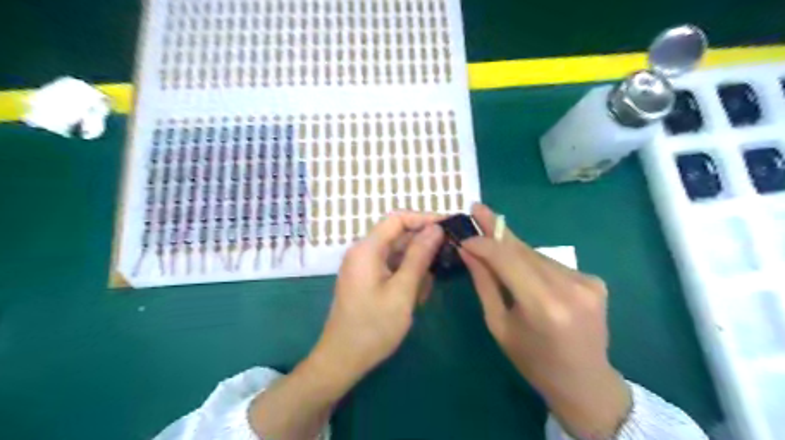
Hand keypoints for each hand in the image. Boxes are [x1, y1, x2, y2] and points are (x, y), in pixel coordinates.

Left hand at [306, 212, 443, 393]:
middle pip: (398, 236)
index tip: (449, 226)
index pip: (397, 219)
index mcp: (367, 249)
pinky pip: (391, 268)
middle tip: (448, 259)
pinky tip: (416, 295)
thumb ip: (419, 257)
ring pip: (398, 254)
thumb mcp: (402, 291)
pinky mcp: (367, 280)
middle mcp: (363, 252)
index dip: (424, 219)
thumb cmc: (373, 327)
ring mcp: (364, 267)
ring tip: (427, 288)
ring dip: (416, 267)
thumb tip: (435, 229)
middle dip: (423, 247)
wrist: (342, 360)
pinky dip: (407, 277)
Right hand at [461, 204, 630, 437]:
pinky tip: (522, 269)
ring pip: (537, 255)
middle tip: (477, 209)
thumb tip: (468, 250)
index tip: (464, 235)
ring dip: (513, 248)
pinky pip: (551, 264)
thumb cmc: (532, 360)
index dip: (483, 242)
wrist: (584, 382)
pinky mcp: (595, 281)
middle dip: (497, 231)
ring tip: (492, 239)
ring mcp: (587, 282)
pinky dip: (532, 262)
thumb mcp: (499, 324)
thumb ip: (484, 283)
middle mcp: (569, 287)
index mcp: (543, 305)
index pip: (507, 258)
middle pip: (523, 250)